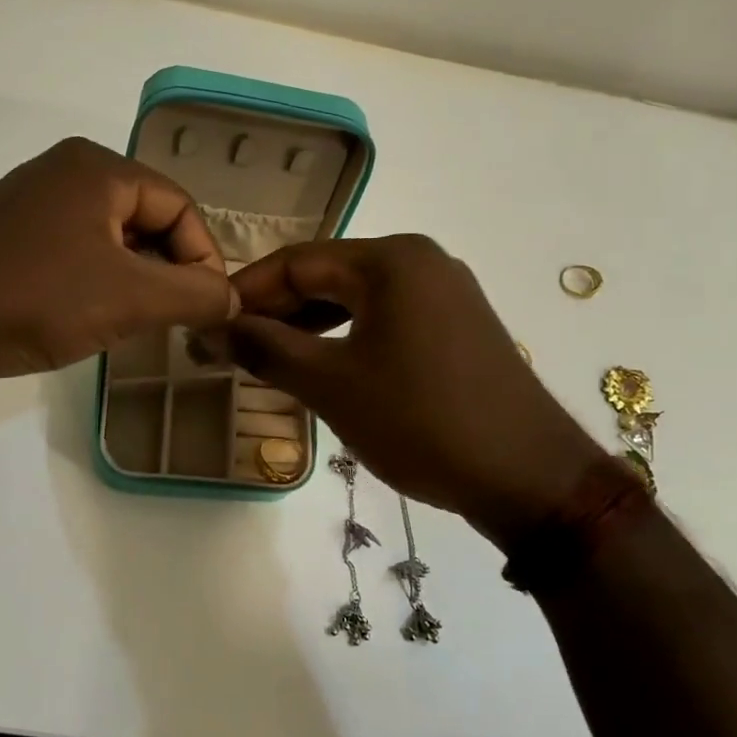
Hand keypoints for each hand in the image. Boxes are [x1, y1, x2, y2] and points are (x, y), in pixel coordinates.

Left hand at [0, 138, 236, 393]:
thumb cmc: (36, 298)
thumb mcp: (130, 298)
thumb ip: (194, 294)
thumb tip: (232, 298)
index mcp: (98, 168)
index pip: (180, 206)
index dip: (204, 258)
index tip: (207, 309)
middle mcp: (64, 171)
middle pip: (146, 218)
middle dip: (168, 270)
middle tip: (172, 319)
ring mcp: (29, 201)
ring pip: (110, 238)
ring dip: (134, 279)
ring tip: (134, 323)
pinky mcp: (5, 235)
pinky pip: (74, 250)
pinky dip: (96, 281)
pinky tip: (89, 316)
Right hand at [219, 236, 602, 543]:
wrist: (528, 477)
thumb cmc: (420, 421)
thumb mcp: (331, 384)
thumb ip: (266, 348)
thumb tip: (213, 326)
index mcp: (391, 259)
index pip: (297, 261)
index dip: (246, 291)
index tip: (208, 323)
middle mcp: (420, 261)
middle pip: (327, 275)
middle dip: (276, 310)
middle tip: (231, 346)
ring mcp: (445, 292)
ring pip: (356, 298)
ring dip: (308, 326)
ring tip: (267, 359)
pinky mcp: (457, 326)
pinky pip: (385, 318)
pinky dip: (346, 337)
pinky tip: (321, 366)